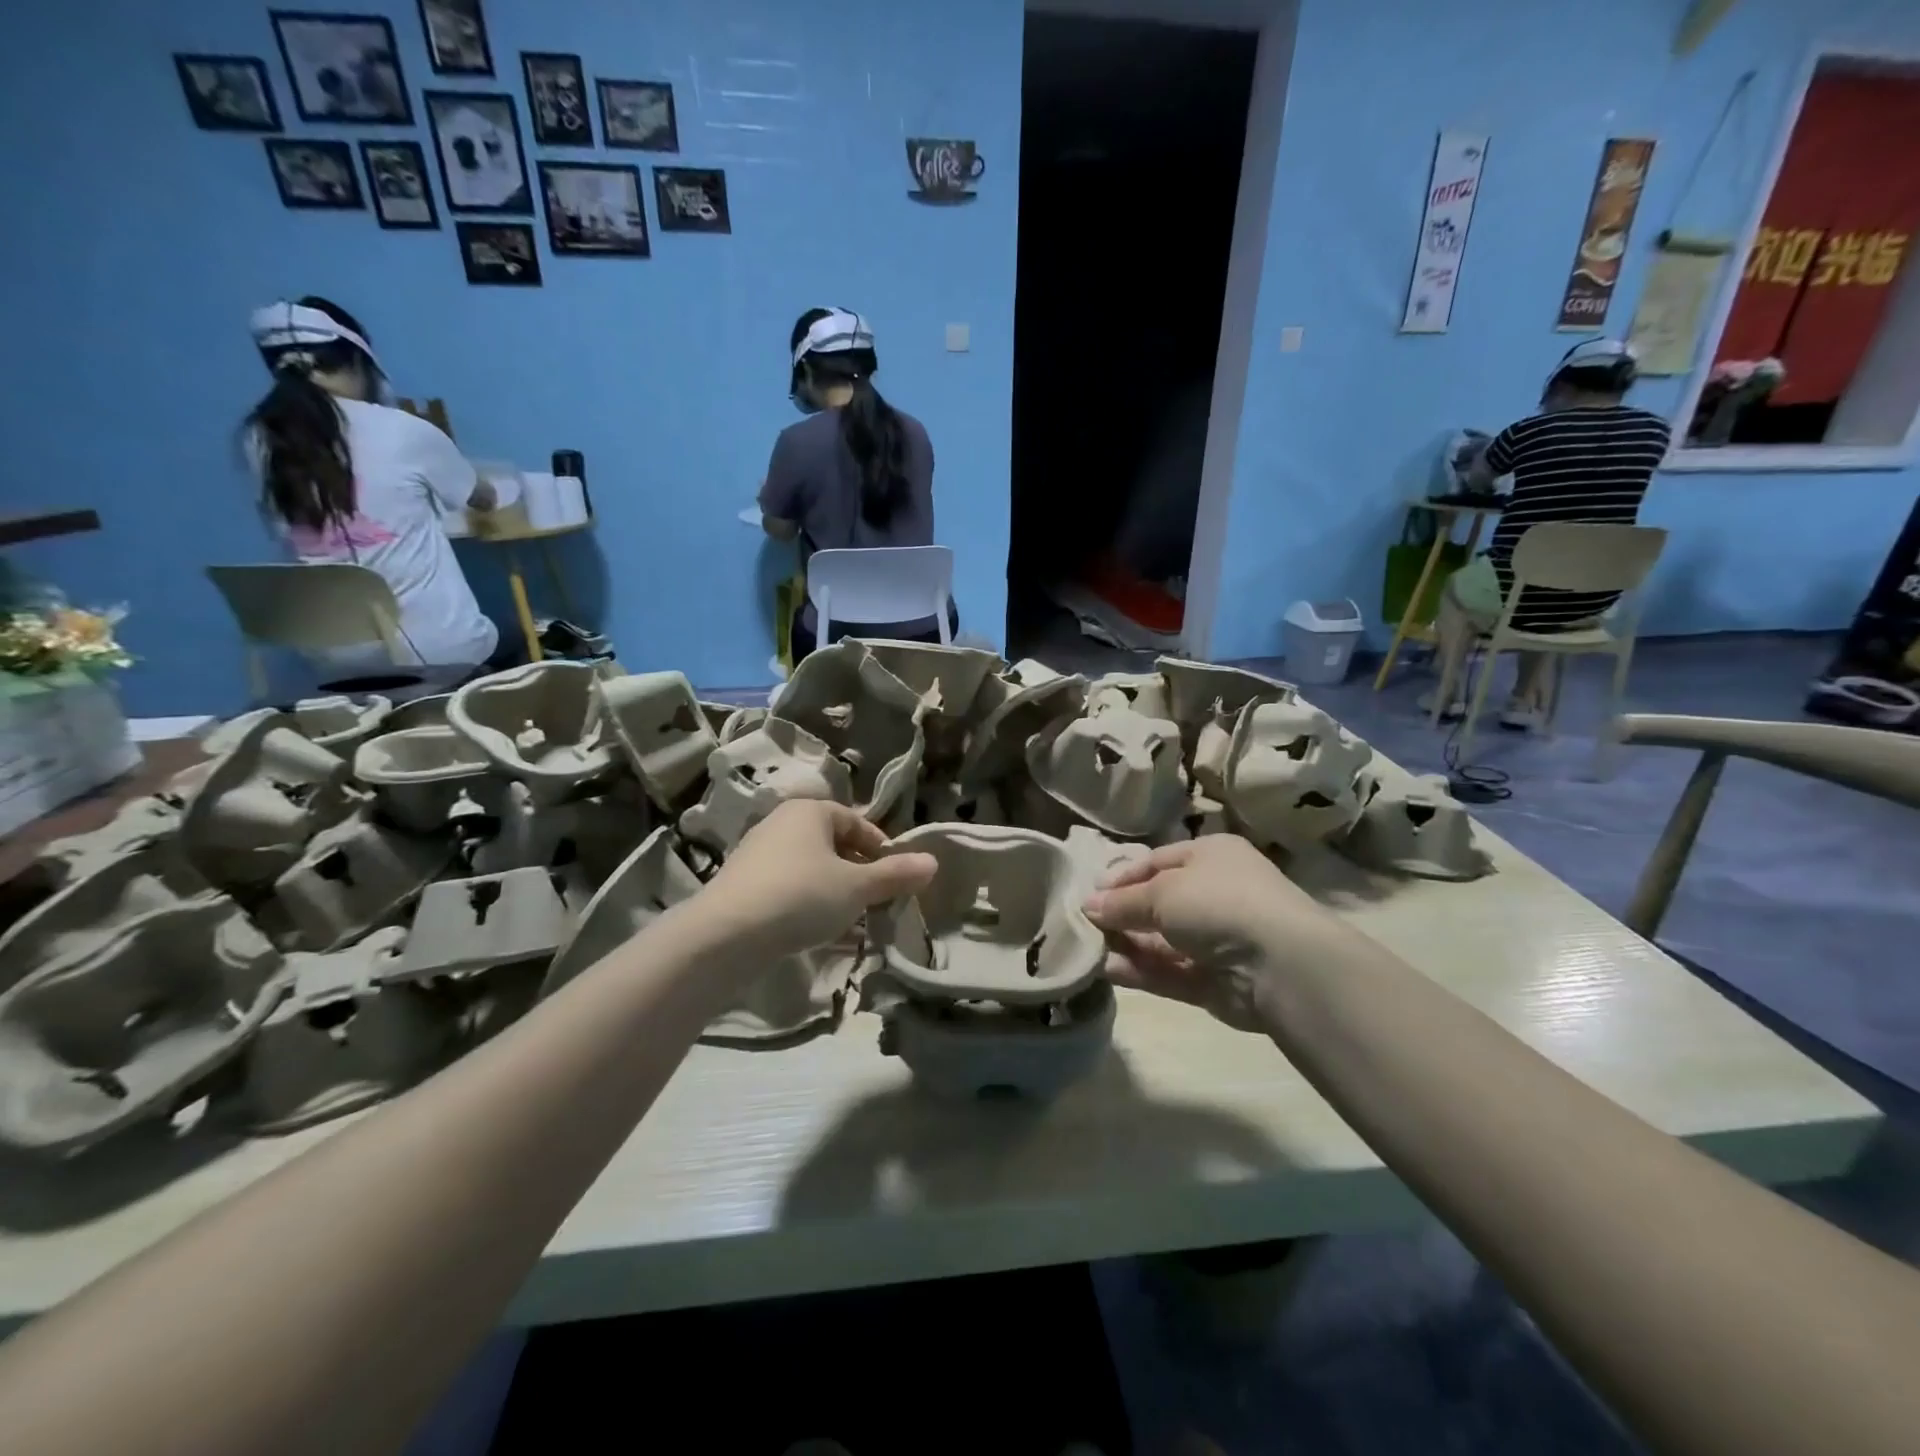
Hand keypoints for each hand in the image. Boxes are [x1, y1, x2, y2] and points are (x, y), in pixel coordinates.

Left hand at [700, 800, 936, 959]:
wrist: (726, 934)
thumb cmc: (802, 896)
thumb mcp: (857, 887)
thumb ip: (895, 874)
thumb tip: (933, 863)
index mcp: (810, 811)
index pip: (856, 822)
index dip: (880, 848)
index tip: (894, 877)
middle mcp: (781, 822)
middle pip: (832, 843)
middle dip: (857, 871)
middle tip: (874, 899)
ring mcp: (757, 852)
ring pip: (809, 866)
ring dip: (832, 889)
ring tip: (847, 918)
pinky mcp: (741, 883)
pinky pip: (786, 886)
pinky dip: (805, 901)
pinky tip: (813, 929)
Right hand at [1082, 837, 1334, 1031]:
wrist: (1281, 965)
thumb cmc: (1219, 903)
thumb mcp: (1162, 891)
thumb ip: (1122, 902)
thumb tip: (1088, 906)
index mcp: (1211, 856)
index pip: (1156, 862)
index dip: (1121, 877)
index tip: (1089, 894)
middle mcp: (1215, 894)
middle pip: (1157, 903)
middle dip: (1121, 914)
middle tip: (1082, 924)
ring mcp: (1216, 940)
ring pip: (1161, 941)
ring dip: (1126, 944)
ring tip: (1086, 949)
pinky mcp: (1214, 981)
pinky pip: (1169, 972)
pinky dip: (1140, 971)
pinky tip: (1106, 970)